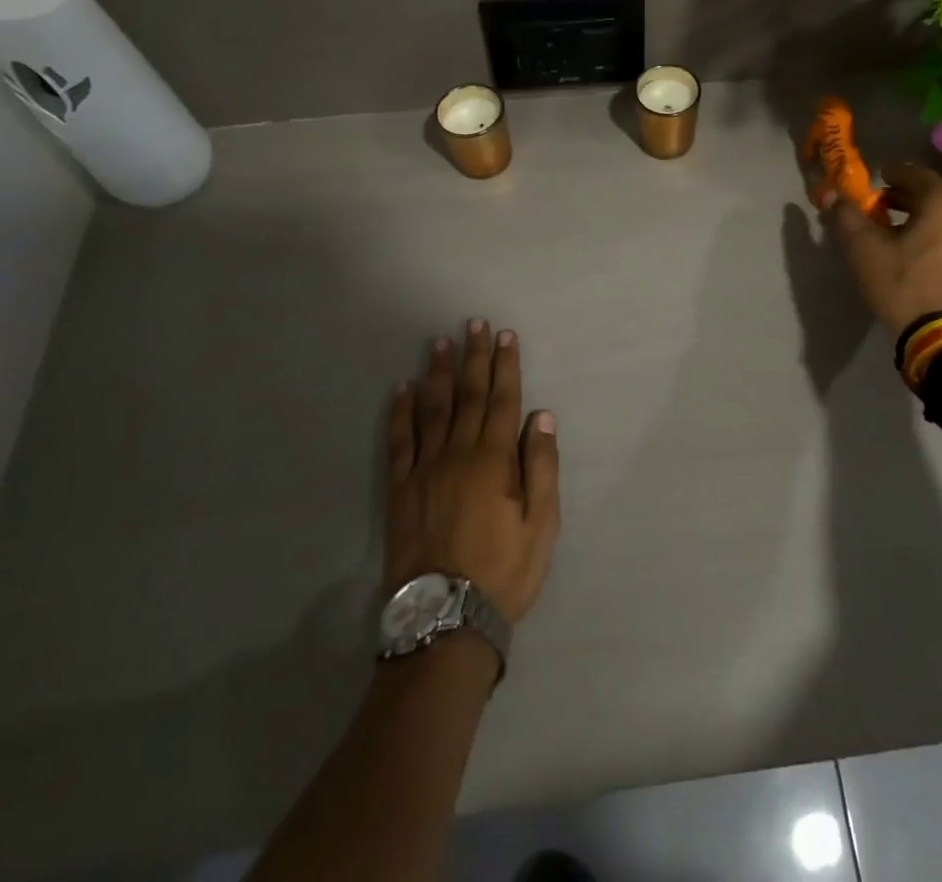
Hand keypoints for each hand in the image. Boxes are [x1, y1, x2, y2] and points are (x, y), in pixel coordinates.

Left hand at [384, 321, 560, 624]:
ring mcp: (425, 469)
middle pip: (469, 395)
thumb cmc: (503, 572)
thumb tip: (541, 416)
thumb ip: (541, 466)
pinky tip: (401, 389)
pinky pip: (399, 441)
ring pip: (433, 409)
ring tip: (439, 342)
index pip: (503, 400)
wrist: (445, 618)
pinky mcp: (400, 489)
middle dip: (474, 357)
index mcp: (494, 459)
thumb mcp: (541, 525)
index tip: (505, 335)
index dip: (506, 365)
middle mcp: (458, 453)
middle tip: (473, 324)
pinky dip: (400, 412)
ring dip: (438, 373)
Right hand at [815, 161, 941, 337]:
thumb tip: (832, 195)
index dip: (895, 173)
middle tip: (884, 210)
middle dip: (908, 201)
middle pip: (936, 199)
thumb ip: (846, 217)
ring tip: (905, 240)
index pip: (918, 175)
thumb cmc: (904, 287)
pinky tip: (928, 264)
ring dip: (928, 224)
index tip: (879, 178)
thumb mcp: (864, 251)